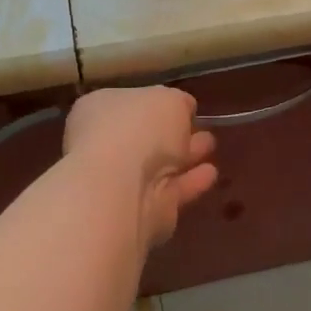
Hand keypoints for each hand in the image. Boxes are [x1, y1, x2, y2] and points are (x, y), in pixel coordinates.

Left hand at [64, 86, 218, 249]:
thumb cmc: (138, 129)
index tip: (182, 107)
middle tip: (202, 127)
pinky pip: (171, 190)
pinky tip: (210, 174)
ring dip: (185, 156)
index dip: (155, 103)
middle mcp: (105, 144)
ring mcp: (121, 181)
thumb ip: (178, 103)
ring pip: (159, 165)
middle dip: (173, 132)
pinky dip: (190, 182)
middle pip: (144, 136)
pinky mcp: (143, 211)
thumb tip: (184, 108)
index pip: (128, 103)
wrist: (121, 189)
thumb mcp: (169, 99)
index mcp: (99, 109)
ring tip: (211, 146)